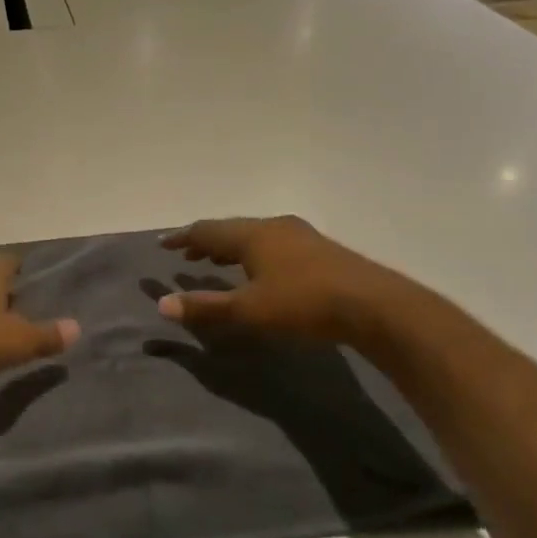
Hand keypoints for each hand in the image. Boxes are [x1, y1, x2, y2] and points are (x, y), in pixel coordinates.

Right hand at [158, 216, 410, 343]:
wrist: (374, 305)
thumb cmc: (303, 304)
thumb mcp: (248, 310)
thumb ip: (205, 307)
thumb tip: (162, 304)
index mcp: (251, 235)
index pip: (206, 230)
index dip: (182, 237)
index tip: (162, 244)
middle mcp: (273, 226)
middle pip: (230, 229)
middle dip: (205, 242)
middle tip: (186, 254)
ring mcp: (300, 235)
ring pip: (254, 235)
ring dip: (230, 247)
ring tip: (216, 262)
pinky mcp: (319, 249)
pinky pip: (273, 243)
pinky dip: (253, 252)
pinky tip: (260, 269)